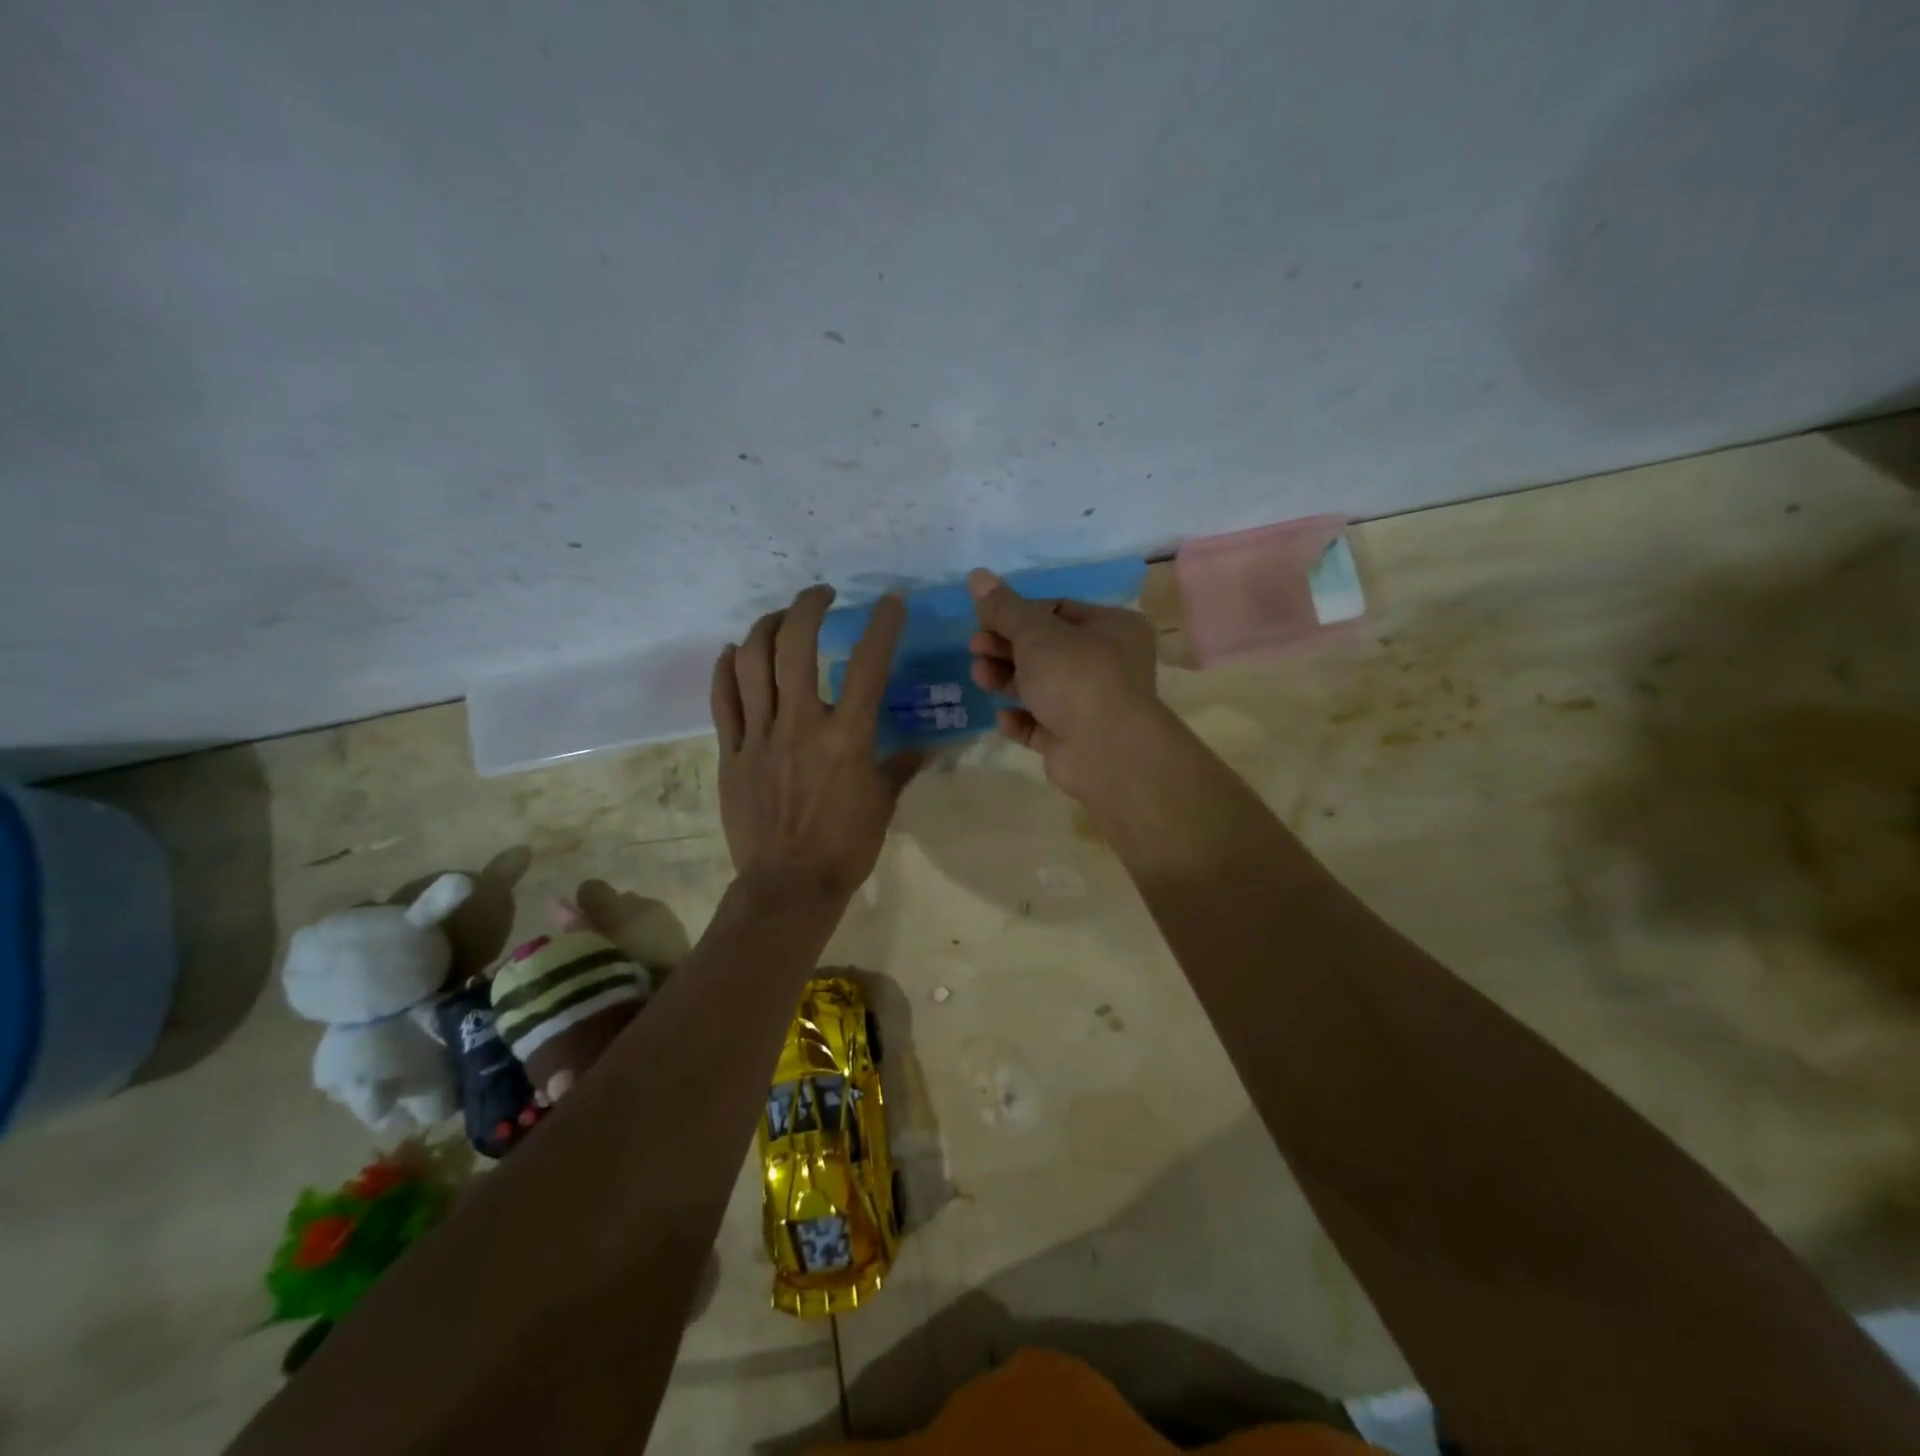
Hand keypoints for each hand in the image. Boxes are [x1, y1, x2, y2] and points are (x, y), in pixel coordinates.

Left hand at [710, 585, 921, 903]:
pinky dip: (725, 668)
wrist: (788, 886)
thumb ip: (901, 767)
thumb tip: (925, 749)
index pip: (868, 665)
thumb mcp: (883, 804)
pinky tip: (733, 651)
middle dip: (808, 606)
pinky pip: (723, 699)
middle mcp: (801, 724)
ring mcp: (760, 736)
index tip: (891, 600)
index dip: (882, 625)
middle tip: (821, 595)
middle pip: (796, 645)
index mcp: (847, 736)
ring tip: (779, 618)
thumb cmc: (845, 847)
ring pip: (752, 662)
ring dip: (765, 627)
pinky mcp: (732, 752)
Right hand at [966, 568, 1160, 796]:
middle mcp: (1107, 663)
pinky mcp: (1075, 740)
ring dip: (1007, 680)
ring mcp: (1092, 704)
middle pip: (1046, 649)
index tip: (984, 620)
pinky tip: (1003, 718)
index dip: (1018, 614)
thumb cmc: (1077, 677)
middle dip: (1006, 648)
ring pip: (1041, 686)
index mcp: (1111, 627)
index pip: (1058, 610)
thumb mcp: (1036, 634)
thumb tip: (977, 575)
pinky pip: (1041, 724)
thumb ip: (1004, 608)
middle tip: (974, 648)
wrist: (1107, 751)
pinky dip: (1021, 719)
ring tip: (979, 677)